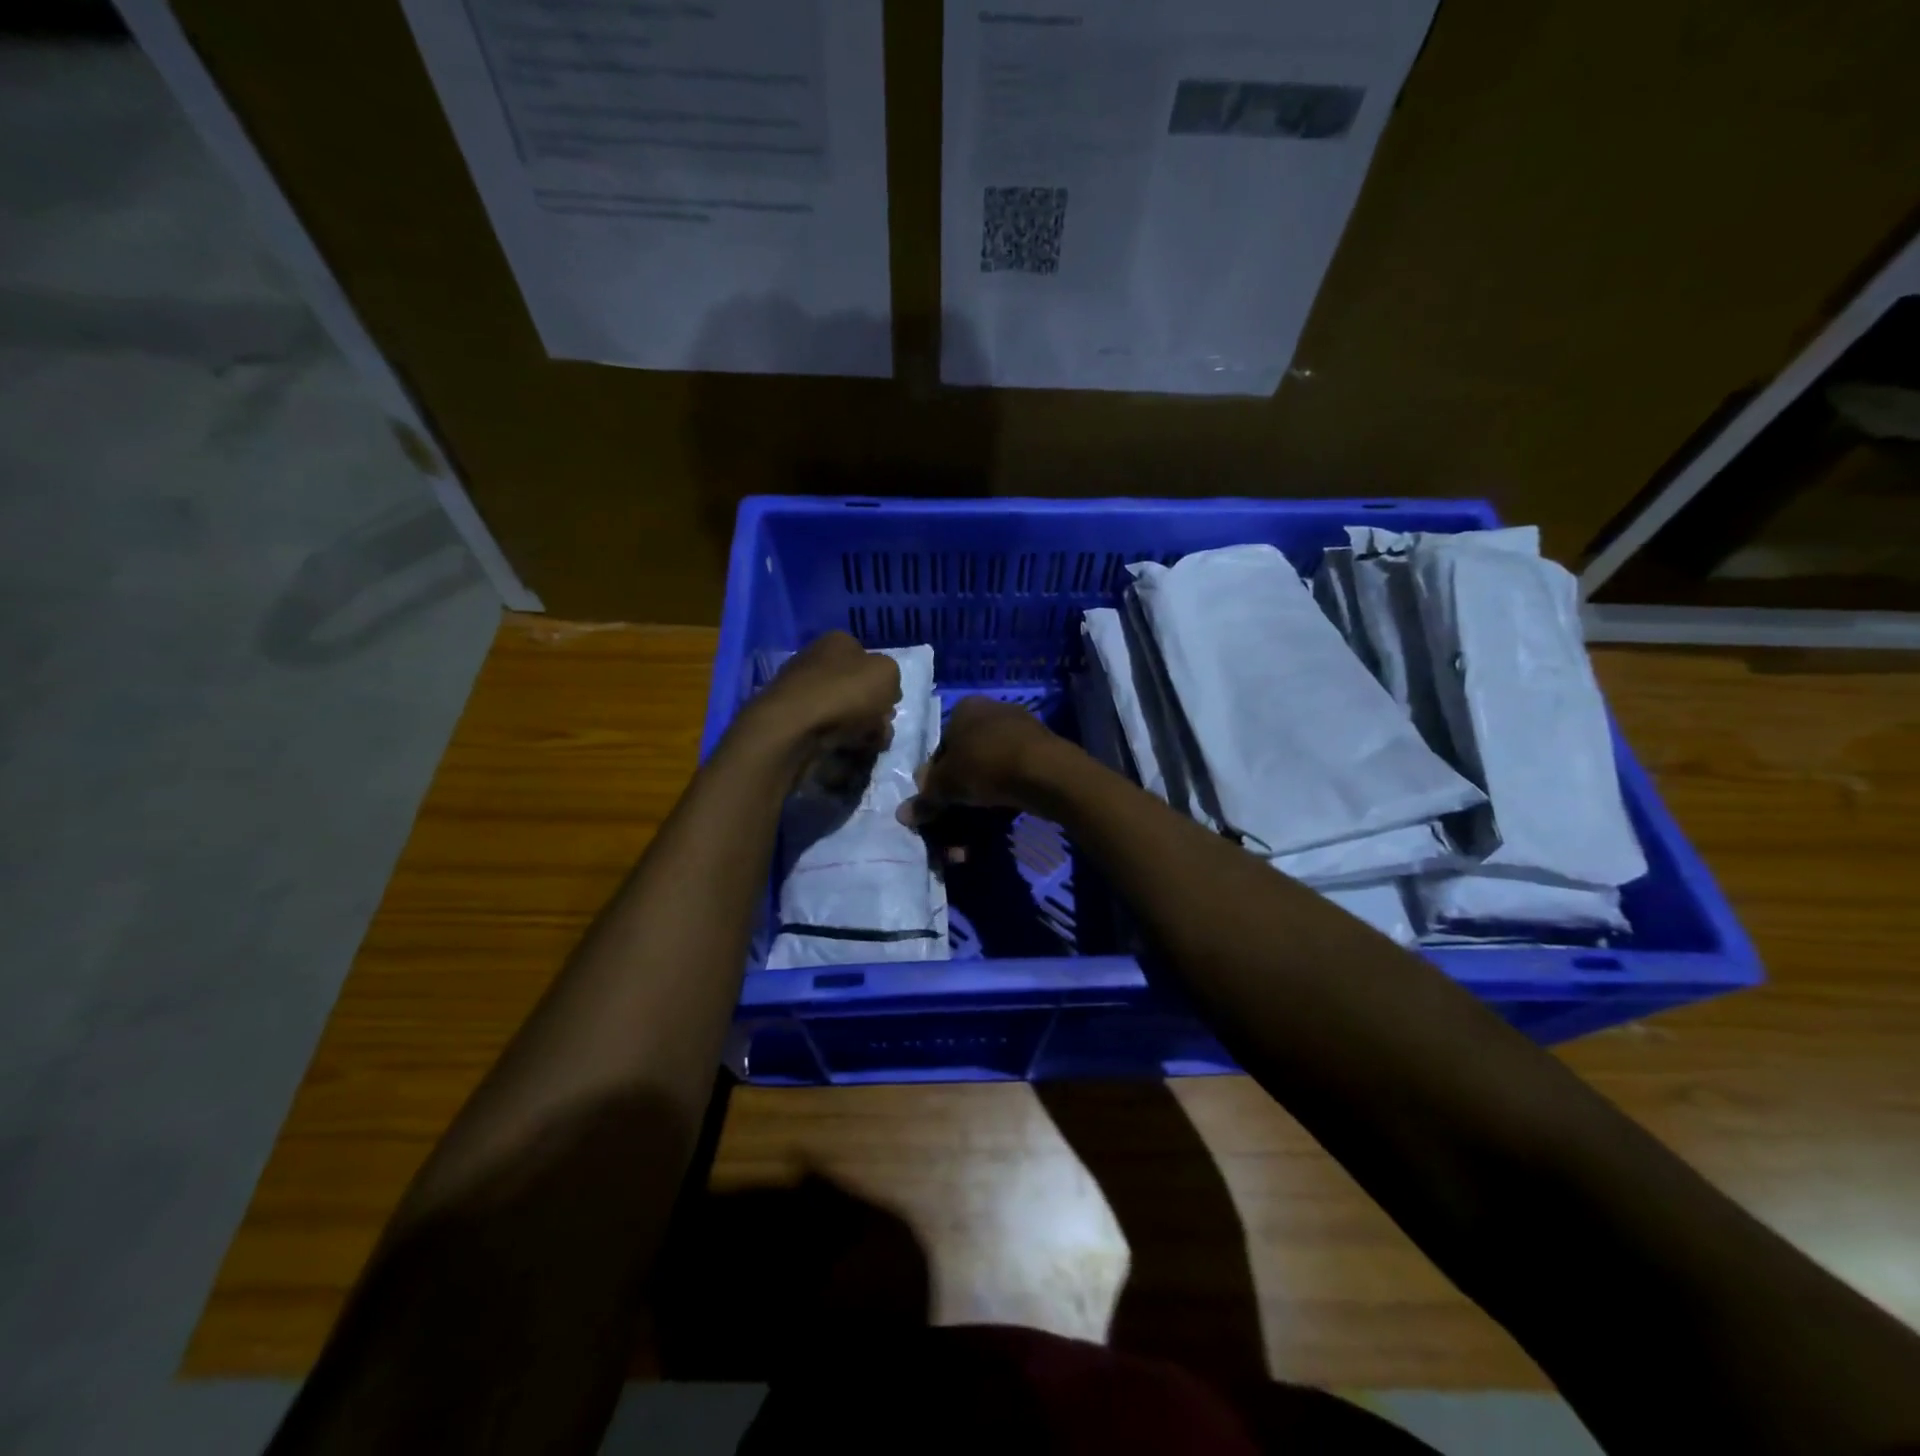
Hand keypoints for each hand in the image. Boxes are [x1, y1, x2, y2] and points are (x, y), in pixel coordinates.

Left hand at [737, 632, 900, 760]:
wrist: (793, 728)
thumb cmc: (845, 693)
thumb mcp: (887, 673)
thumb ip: (892, 677)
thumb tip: (884, 692)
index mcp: (838, 642)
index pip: (869, 658)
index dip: (885, 682)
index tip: (892, 703)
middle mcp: (816, 660)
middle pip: (857, 688)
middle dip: (874, 710)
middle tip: (882, 727)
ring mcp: (801, 691)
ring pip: (844, 711)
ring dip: (861, 729)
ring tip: (868, 744)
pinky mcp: (792, 720)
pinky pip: (826, 729)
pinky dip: (839, 740)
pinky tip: (847, 751)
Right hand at [899, 694, 1062, 826]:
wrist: (1045, 771)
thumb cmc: (985, 765)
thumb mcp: (946, 785)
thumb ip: (925, 798)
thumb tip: (903, 814)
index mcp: (964, 707)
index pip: (941, 745)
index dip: (936, 776)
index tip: (939, 801)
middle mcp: (992, 709)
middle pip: (967, 756)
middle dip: (961, 787)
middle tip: (958, 813)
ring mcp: (1021, 727)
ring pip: (992, 766)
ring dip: (983, 792)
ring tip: (982, 816)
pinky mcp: (1043, 747)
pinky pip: (1015, 771)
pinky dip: (1007, 790)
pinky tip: (1006, 809)